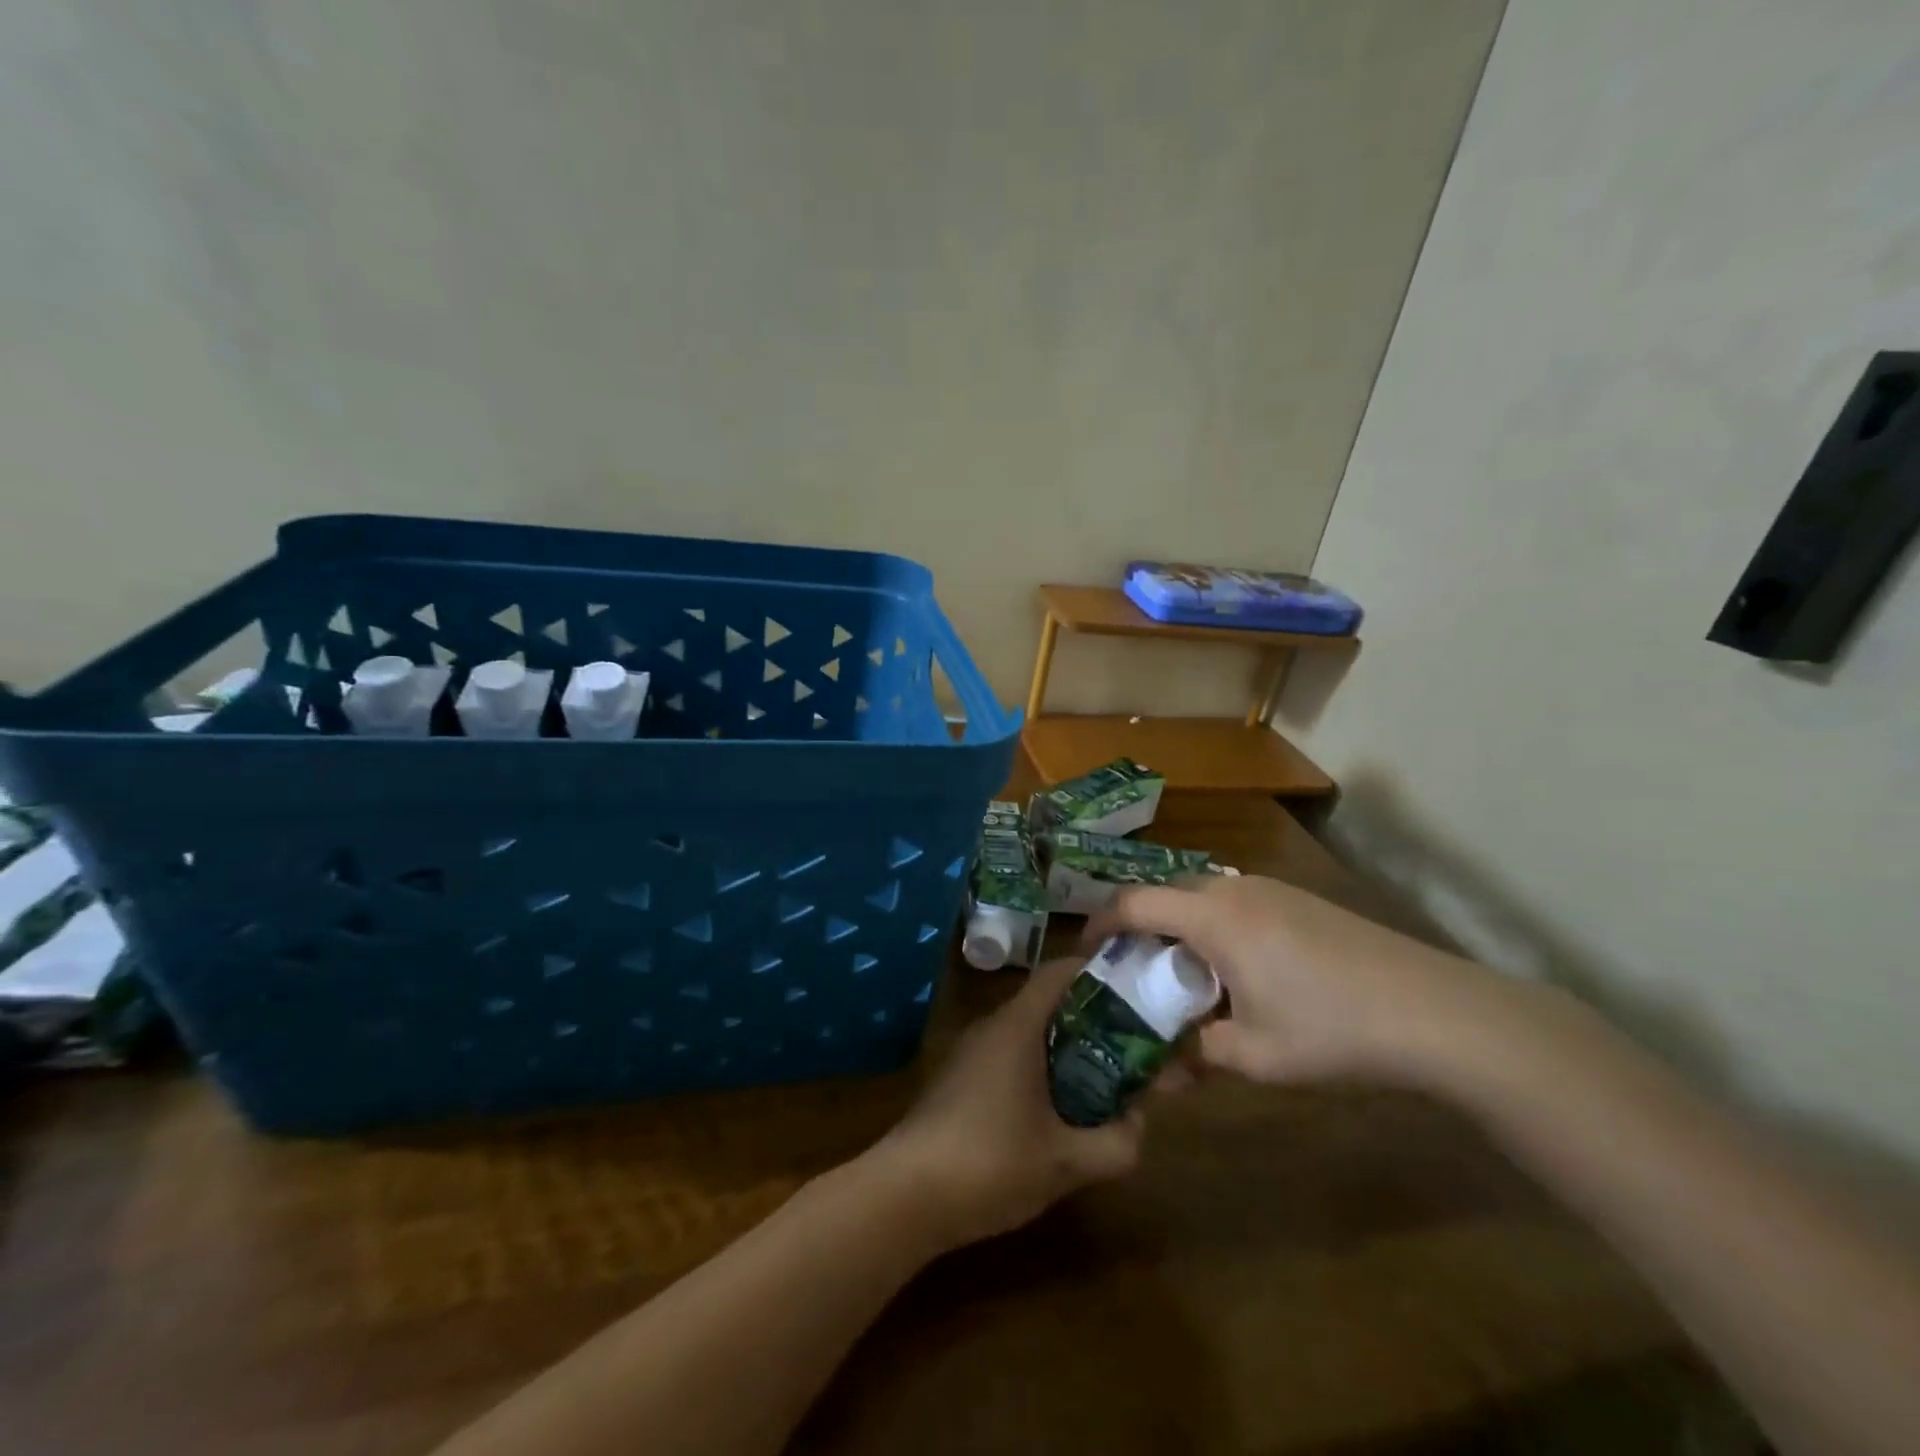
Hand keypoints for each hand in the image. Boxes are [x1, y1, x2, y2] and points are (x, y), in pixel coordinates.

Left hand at [871, 958, 1145, 1250]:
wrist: (904, 1196)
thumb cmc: (989, 1163)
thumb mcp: (1066, 1162)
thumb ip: (1115, 1143)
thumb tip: (1140, 1124)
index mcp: (1016, 1027)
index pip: (1059, 972)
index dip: (1097, 971)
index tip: (1135, 988)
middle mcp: (991, 1028)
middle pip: (1047, 1003)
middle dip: (1092, 1020)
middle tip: (1132, 1045)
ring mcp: (970, 1054)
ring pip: (1028, 1034)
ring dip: (1066, 1050)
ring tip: (1105, 1079)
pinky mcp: (958, 1082)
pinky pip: (1009, 1058)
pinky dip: (1039, 1070)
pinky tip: (1057, 1112)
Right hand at [1088, 874, 1497, 1088]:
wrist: (1437, 1012)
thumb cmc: (1333, 1031)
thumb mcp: (1256, 1056)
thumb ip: (1199, 1055)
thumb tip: (1169, 1065)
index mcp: (1214, 918)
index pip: (1134, 904)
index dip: (1100, 923)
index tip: (1084, 952)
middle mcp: (1236, 890)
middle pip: (1167, 892)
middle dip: (1141, 925)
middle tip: (1135, 969)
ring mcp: (1274, 890)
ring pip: (1204, 895)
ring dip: (1183, 926)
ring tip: (1188, 974)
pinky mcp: (1303, 900)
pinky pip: (1238, 902)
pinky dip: (1217, 926)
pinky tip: (1242, 971)